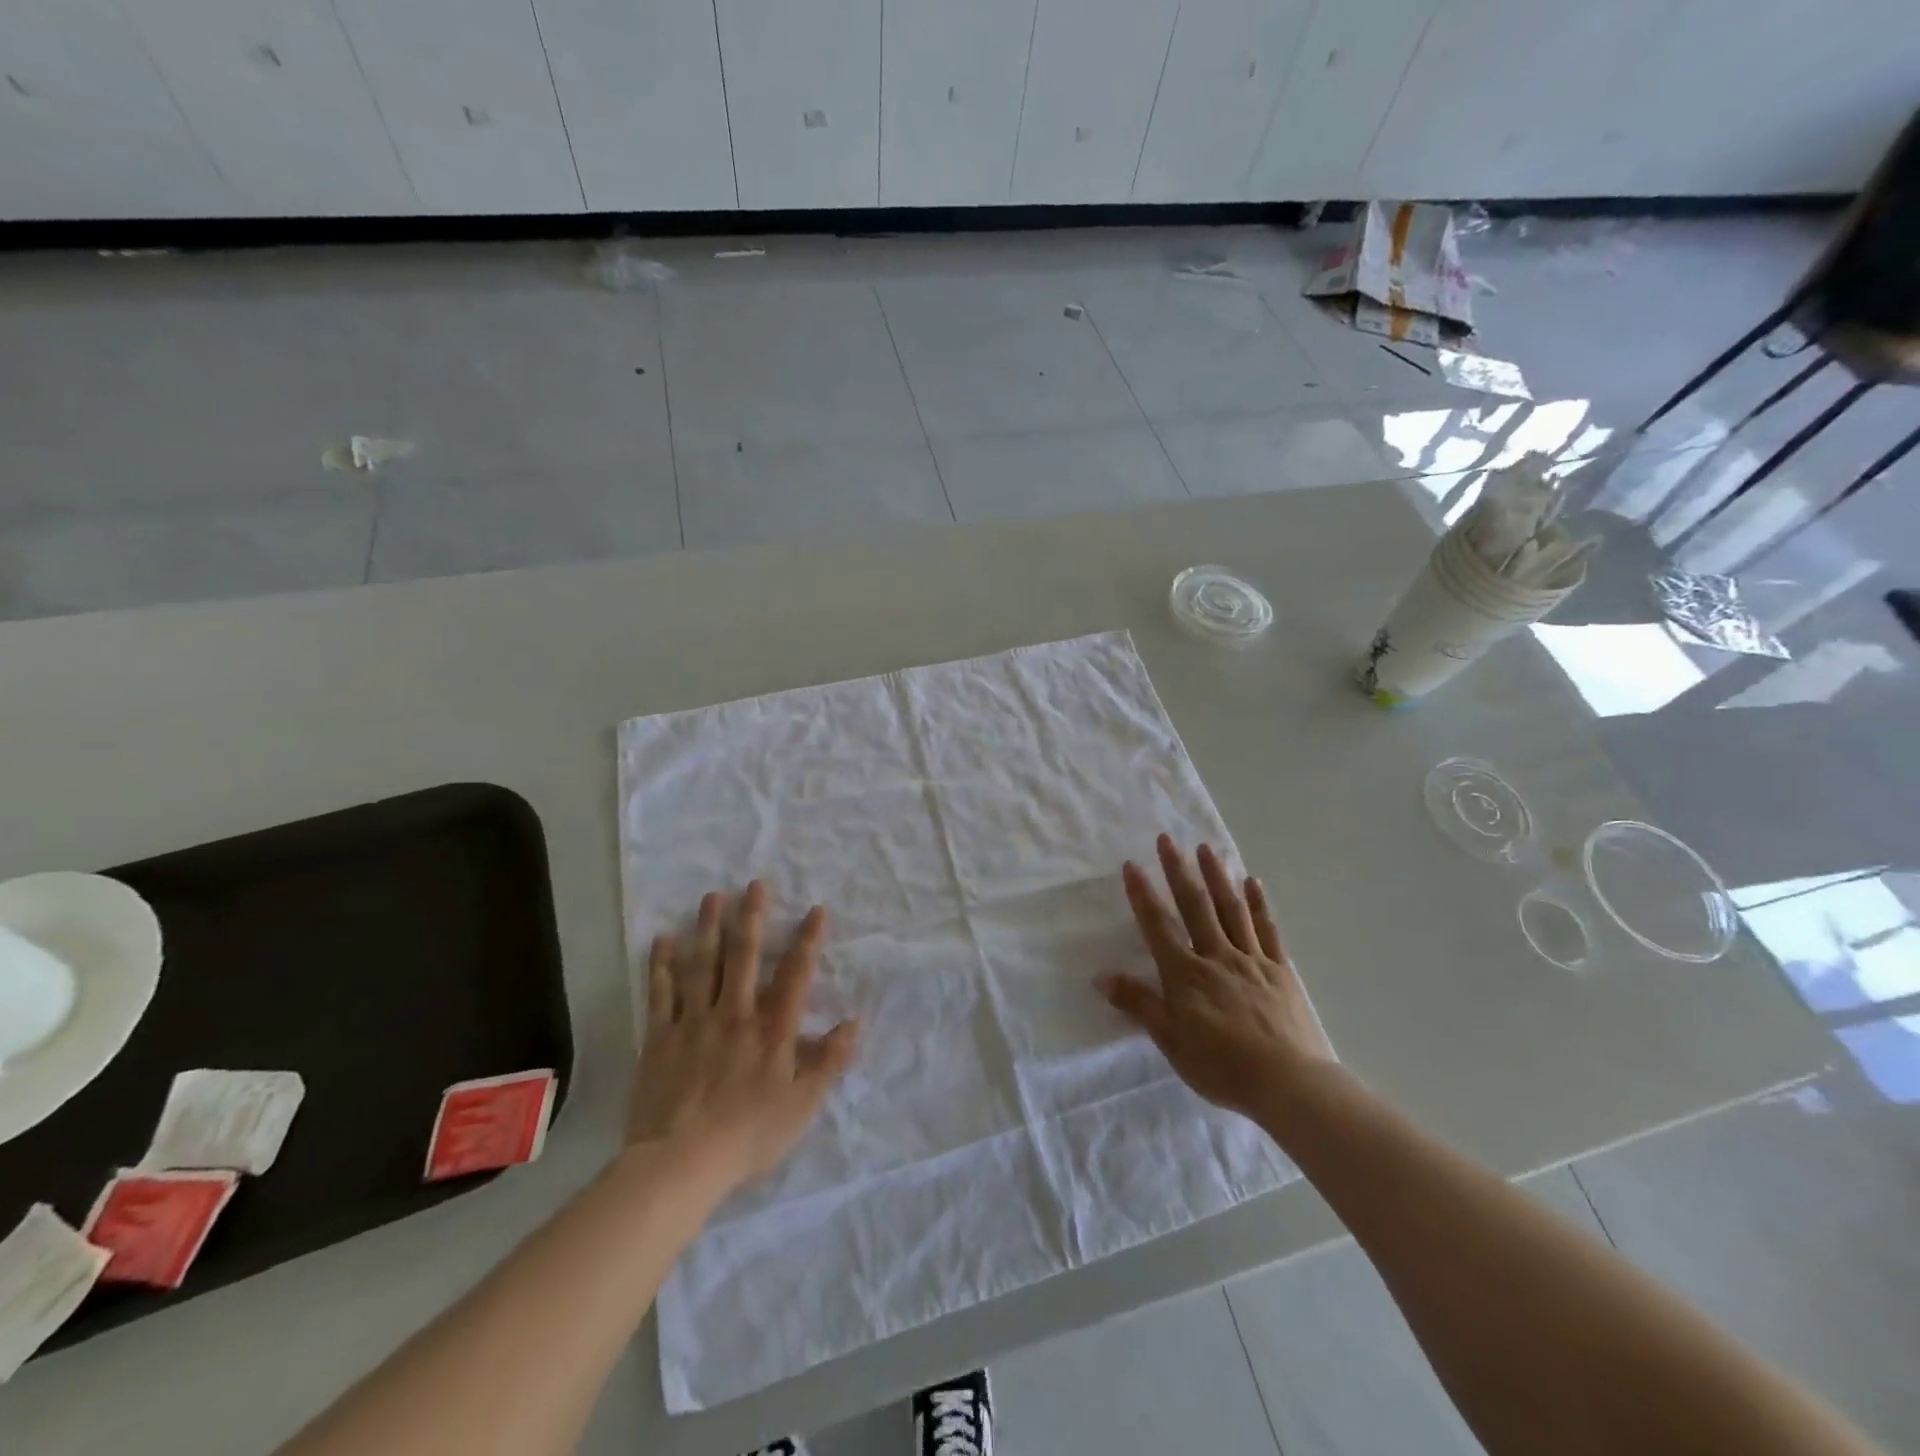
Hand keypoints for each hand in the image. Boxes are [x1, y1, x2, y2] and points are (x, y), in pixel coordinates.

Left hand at [629, 882, 859, 1190]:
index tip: (816, 909)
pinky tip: (663, 939)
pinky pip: (660, 993)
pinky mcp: (660, 1037)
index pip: (795, 975)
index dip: (808, 940)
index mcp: (772, 1030)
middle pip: (744, 957)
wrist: (680, 1164)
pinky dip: (661, 964)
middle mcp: (734, 1014)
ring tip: (713, 896)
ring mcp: (694, 1022)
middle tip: (755, 884)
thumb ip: (829, 1061)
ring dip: (708, 928)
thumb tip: (855, 1022)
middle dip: (752, 917)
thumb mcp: (802, 1105)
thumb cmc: (748, 1135)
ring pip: (702, 965)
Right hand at [1098, 835, 1332, 1122]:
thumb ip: (1139, 1004)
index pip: (1158, 926)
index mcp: (1186, 974)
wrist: (1290, 1084)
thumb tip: (1101, 975)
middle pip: (1195, 906)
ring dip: (1217, 876)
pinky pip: (1267, 930)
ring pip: (1231, 910)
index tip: (1132, 864)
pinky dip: (1259, 904)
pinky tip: (1253, 882)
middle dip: (1178, 871)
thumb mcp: (1171, 1041)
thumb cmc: (1222, 1067)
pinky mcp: (1281, 970)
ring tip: (1206, 848)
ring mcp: (1252, 960)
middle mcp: (1216, 956)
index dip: (1143, 895)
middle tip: (1167, 839)